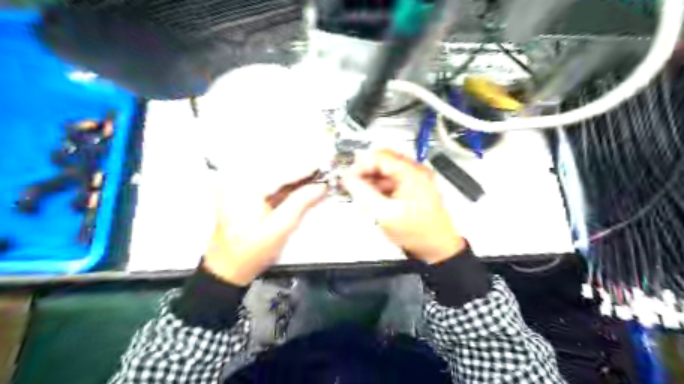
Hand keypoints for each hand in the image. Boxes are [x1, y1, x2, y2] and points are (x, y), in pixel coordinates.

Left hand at [201, 179, 326, 284]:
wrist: (228, 268)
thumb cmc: (251, 252)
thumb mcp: (281, 227)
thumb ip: (301, 203)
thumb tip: (319, 187)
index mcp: (245, 189)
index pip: (280, 174)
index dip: (303, 171)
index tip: (321, 168)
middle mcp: (237, 183)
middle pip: (276, 173)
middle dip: (298, 176)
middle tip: (319, 178)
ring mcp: (235, 189)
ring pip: (271, 179)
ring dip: (291, 182)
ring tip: (311, 184)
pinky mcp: (238, 196)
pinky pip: (264, 187)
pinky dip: (281, 189)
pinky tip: (294, 191)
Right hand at [341, 148, 464, 262]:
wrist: (437, 247)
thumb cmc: (419, 233)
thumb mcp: (385, 214)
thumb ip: (364, 194)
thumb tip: (349, 180)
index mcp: (411, 173)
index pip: (380, 156)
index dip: (360, 165)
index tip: (349, 177)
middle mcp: (416, 172)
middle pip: (383, 161)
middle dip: (365, 172)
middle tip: (352, 184)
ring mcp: (416, 179)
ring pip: (387, 171)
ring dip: (372, 180)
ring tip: (362, 194)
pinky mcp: (414, 188)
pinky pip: (392, 181)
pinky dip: (380, 187)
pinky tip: (373, 199)